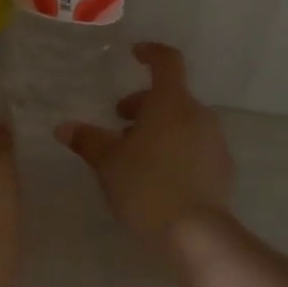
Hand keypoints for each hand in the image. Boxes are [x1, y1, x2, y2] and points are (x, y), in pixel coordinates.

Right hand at [57, 43, 233, 244]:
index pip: (166, 62)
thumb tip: (64, 127)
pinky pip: (195, 146)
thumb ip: (87, 140)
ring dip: (159, 129)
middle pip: (171, 96)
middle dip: (144, 106)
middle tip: (119, 125)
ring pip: (183, 122)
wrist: (195, 233)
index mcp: (170, 103)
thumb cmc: (145, 185)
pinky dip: (176, 149)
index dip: (150, 53)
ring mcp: (215, 141)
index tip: (134, 55)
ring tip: (135, 156)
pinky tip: (158, 177)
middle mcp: (198, 114)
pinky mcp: (222, 168)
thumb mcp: (107, 163)